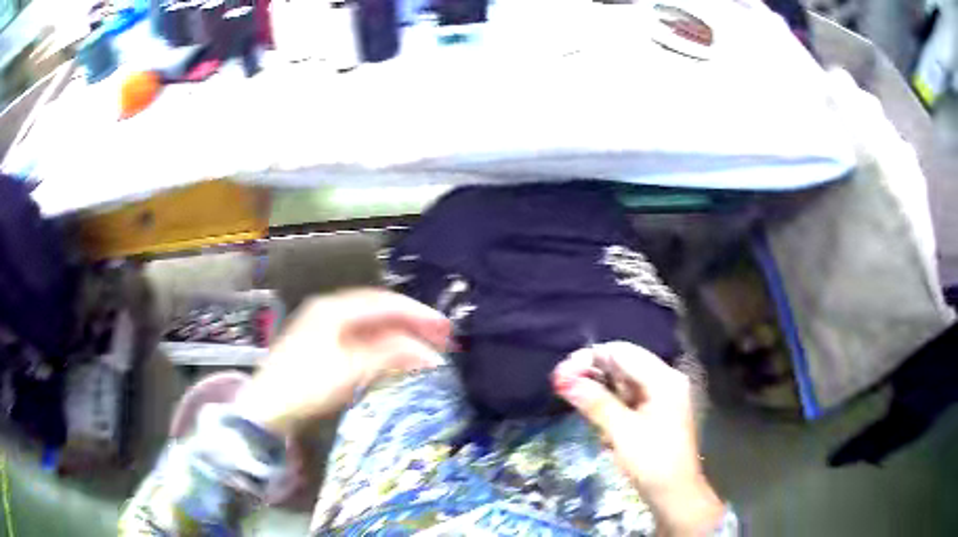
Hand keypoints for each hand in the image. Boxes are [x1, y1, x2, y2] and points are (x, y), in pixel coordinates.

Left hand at [234, 289, 450, 435]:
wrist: (268, 408)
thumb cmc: (306, 385)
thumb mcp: (351, 369)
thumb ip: (391, 356)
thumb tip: (430, 355)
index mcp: (333, 308)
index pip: (384, 302)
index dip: (417, 313)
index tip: (445, 327)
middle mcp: (329, 310)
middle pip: (379, 311)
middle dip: (411, 323)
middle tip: (442, 338)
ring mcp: (325, 328)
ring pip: (371, 326)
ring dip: (399, 336)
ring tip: (426, 348)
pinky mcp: (323, 346)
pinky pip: (361, 339)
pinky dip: (383, 346)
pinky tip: (397, 356)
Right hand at [552, 342, 723, 535]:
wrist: (675, 494)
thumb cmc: (652, 462)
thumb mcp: (621, 432)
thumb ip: (595, 402)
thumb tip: (564, 380)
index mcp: (663, 379)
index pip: (621, 352)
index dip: (589, 358)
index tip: (561, 374)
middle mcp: (665, 380)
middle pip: (623, 364)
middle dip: (592, 373)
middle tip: (562, 387)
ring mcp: (663, 396)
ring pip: (624, 381)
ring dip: (600, 390)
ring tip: (576, 401)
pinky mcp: (657, 412)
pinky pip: (629, 397)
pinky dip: (611, 403)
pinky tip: (599, 418)